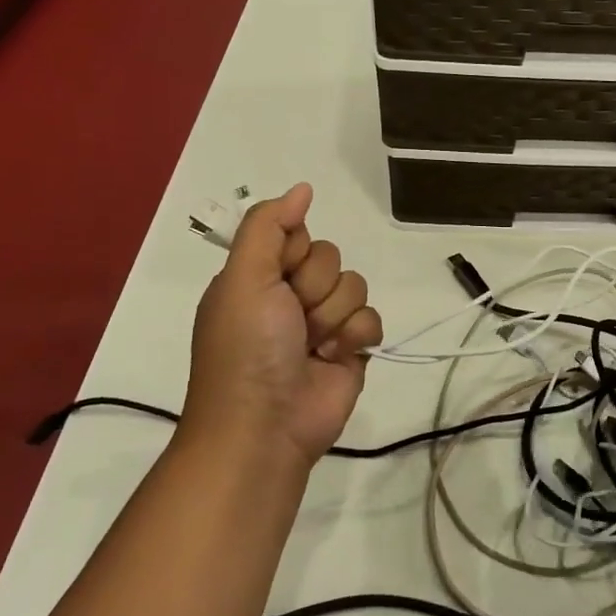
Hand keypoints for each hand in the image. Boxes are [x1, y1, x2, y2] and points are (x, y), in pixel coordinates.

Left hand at [181, 183, 382, 470]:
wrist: (264, 428)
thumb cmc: (247, 349)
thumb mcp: (243, 279)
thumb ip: (268, 227)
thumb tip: (302, 188)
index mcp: (259, 276)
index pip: (297, 234)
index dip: (295, 252)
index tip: (280, 277)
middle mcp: (290, 295)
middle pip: (330, 258)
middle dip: (315, 289)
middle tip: (293, 320)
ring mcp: (323, 323)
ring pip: (355, 286)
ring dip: (335, 316)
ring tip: (312, 346)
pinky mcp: (351, 349)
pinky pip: (372, 318)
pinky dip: (356, 337)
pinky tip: (335, 357)